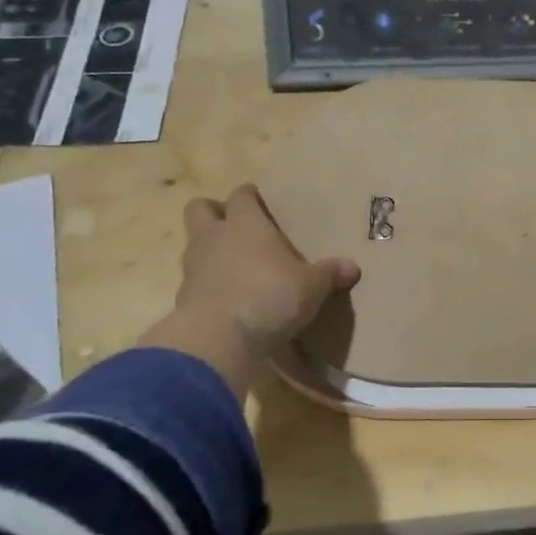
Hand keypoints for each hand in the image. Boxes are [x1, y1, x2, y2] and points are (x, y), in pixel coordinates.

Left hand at [140, 184, 359, 398]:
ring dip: (210, 251)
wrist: (219, 339)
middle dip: (216, 213)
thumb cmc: (270, 296)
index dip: (251, 196)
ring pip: (194, 245)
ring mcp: (193, 268)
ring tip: (236, 267)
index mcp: (245, 223)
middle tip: (238, 228)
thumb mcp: (312, 286)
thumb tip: (352, 267)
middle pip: (200, 208)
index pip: (242, 195)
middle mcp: (214, 237)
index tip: (264, 203)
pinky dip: (209, 286)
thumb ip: (330, 273)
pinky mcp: (183, 299)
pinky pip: (195, 282)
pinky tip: (230, 300)